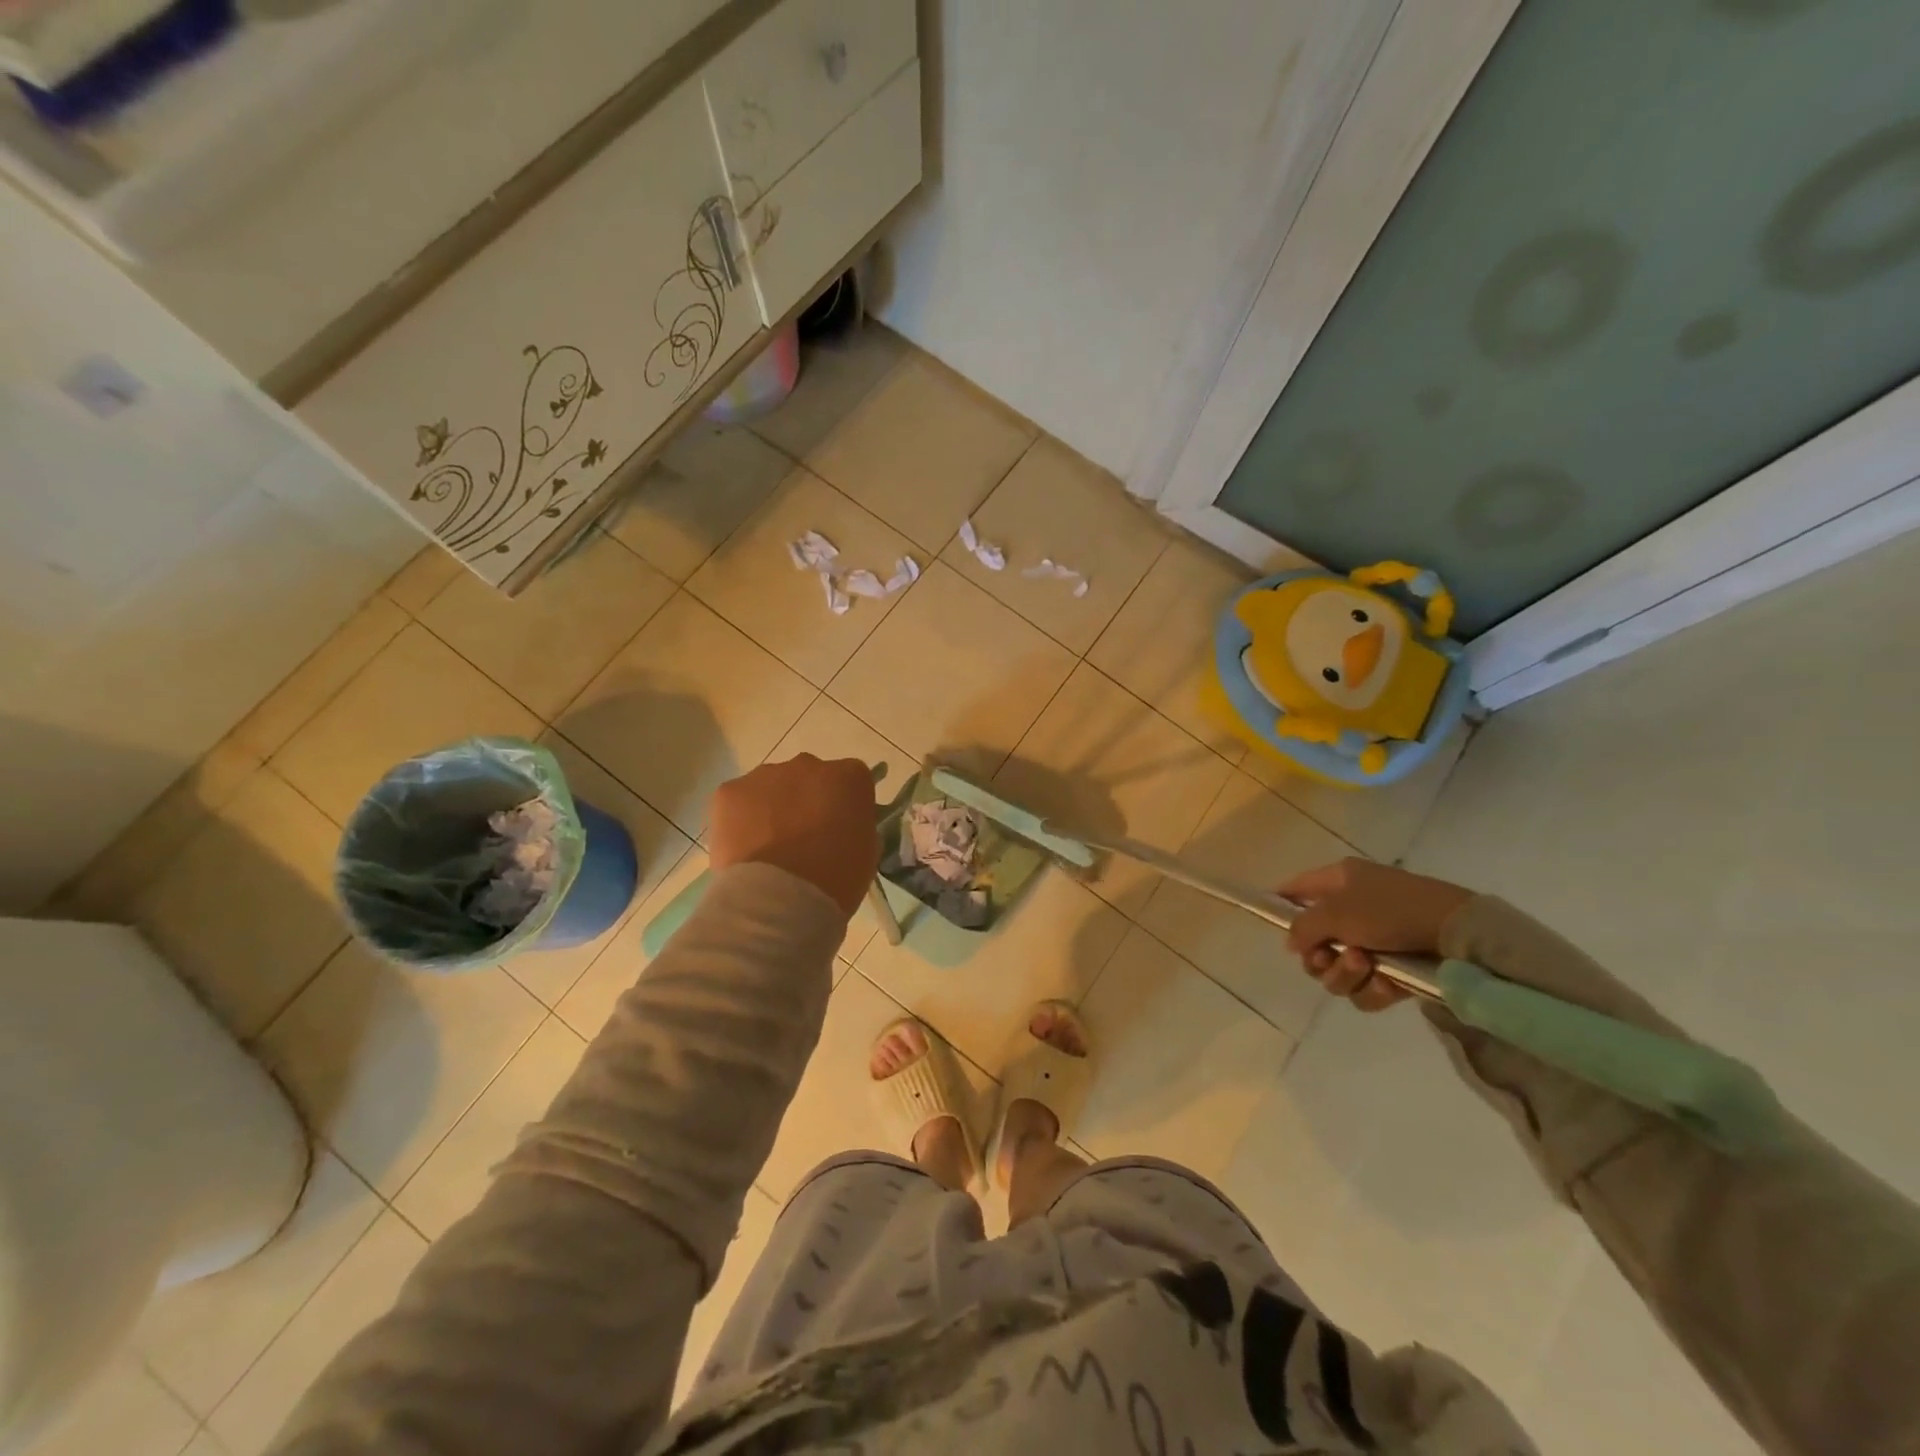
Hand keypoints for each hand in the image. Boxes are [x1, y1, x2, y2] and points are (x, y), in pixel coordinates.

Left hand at [709, 755, 878, 917]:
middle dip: (807, 800)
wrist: (779, 899)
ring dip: (773, 807)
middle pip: (809, 776)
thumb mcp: (867, 851)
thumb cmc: (835, 879)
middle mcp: (808, 765)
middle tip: (803, 838)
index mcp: (848, 777)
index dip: (844, 803)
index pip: (851, 779)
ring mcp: (766, 775)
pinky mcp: (730, 791)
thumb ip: (856, 824)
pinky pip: (739, 800)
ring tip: (770, 847)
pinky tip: (746, 848)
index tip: (840, 827)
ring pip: (772, 785)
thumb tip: (843, 823)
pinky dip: (741, 819)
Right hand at [1275, 858, 1472, 1012]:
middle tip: (1330, 958)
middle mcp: (1352, 910)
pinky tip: (1387, 982)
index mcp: (1337, 882)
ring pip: (1337, 971)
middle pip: (1313, 944)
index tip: (1274, 928)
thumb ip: (1302, 928)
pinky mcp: (1395, 970)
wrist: (1457, 934)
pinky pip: (1365, 989)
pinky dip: (1372, 990)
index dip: (1280, 906)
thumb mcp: (1336, 912)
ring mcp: (1374, 941)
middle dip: (1319, 958)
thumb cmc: (1390, 910)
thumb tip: (1291, 944)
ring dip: (1345, 974)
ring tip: (1366, 966)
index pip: (1295, 890)